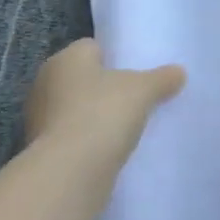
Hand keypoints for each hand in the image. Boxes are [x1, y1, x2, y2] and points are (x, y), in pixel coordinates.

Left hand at [23, 39, 184, 157]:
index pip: (92, 48)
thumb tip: (179, 72)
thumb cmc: (103, 113)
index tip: (136, 74)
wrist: (70, 171)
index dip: (115, 58)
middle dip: (104, 89)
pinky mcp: (41, 150)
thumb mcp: (143, 90)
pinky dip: (87, 142)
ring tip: (125, 128)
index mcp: (66, 58)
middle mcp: (46, 83)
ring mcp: (39, 119)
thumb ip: (161, 78)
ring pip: (75, 109)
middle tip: (134, 100)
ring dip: (94, 117)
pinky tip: (109, 150)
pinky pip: (71, 137)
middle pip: (82, 79)